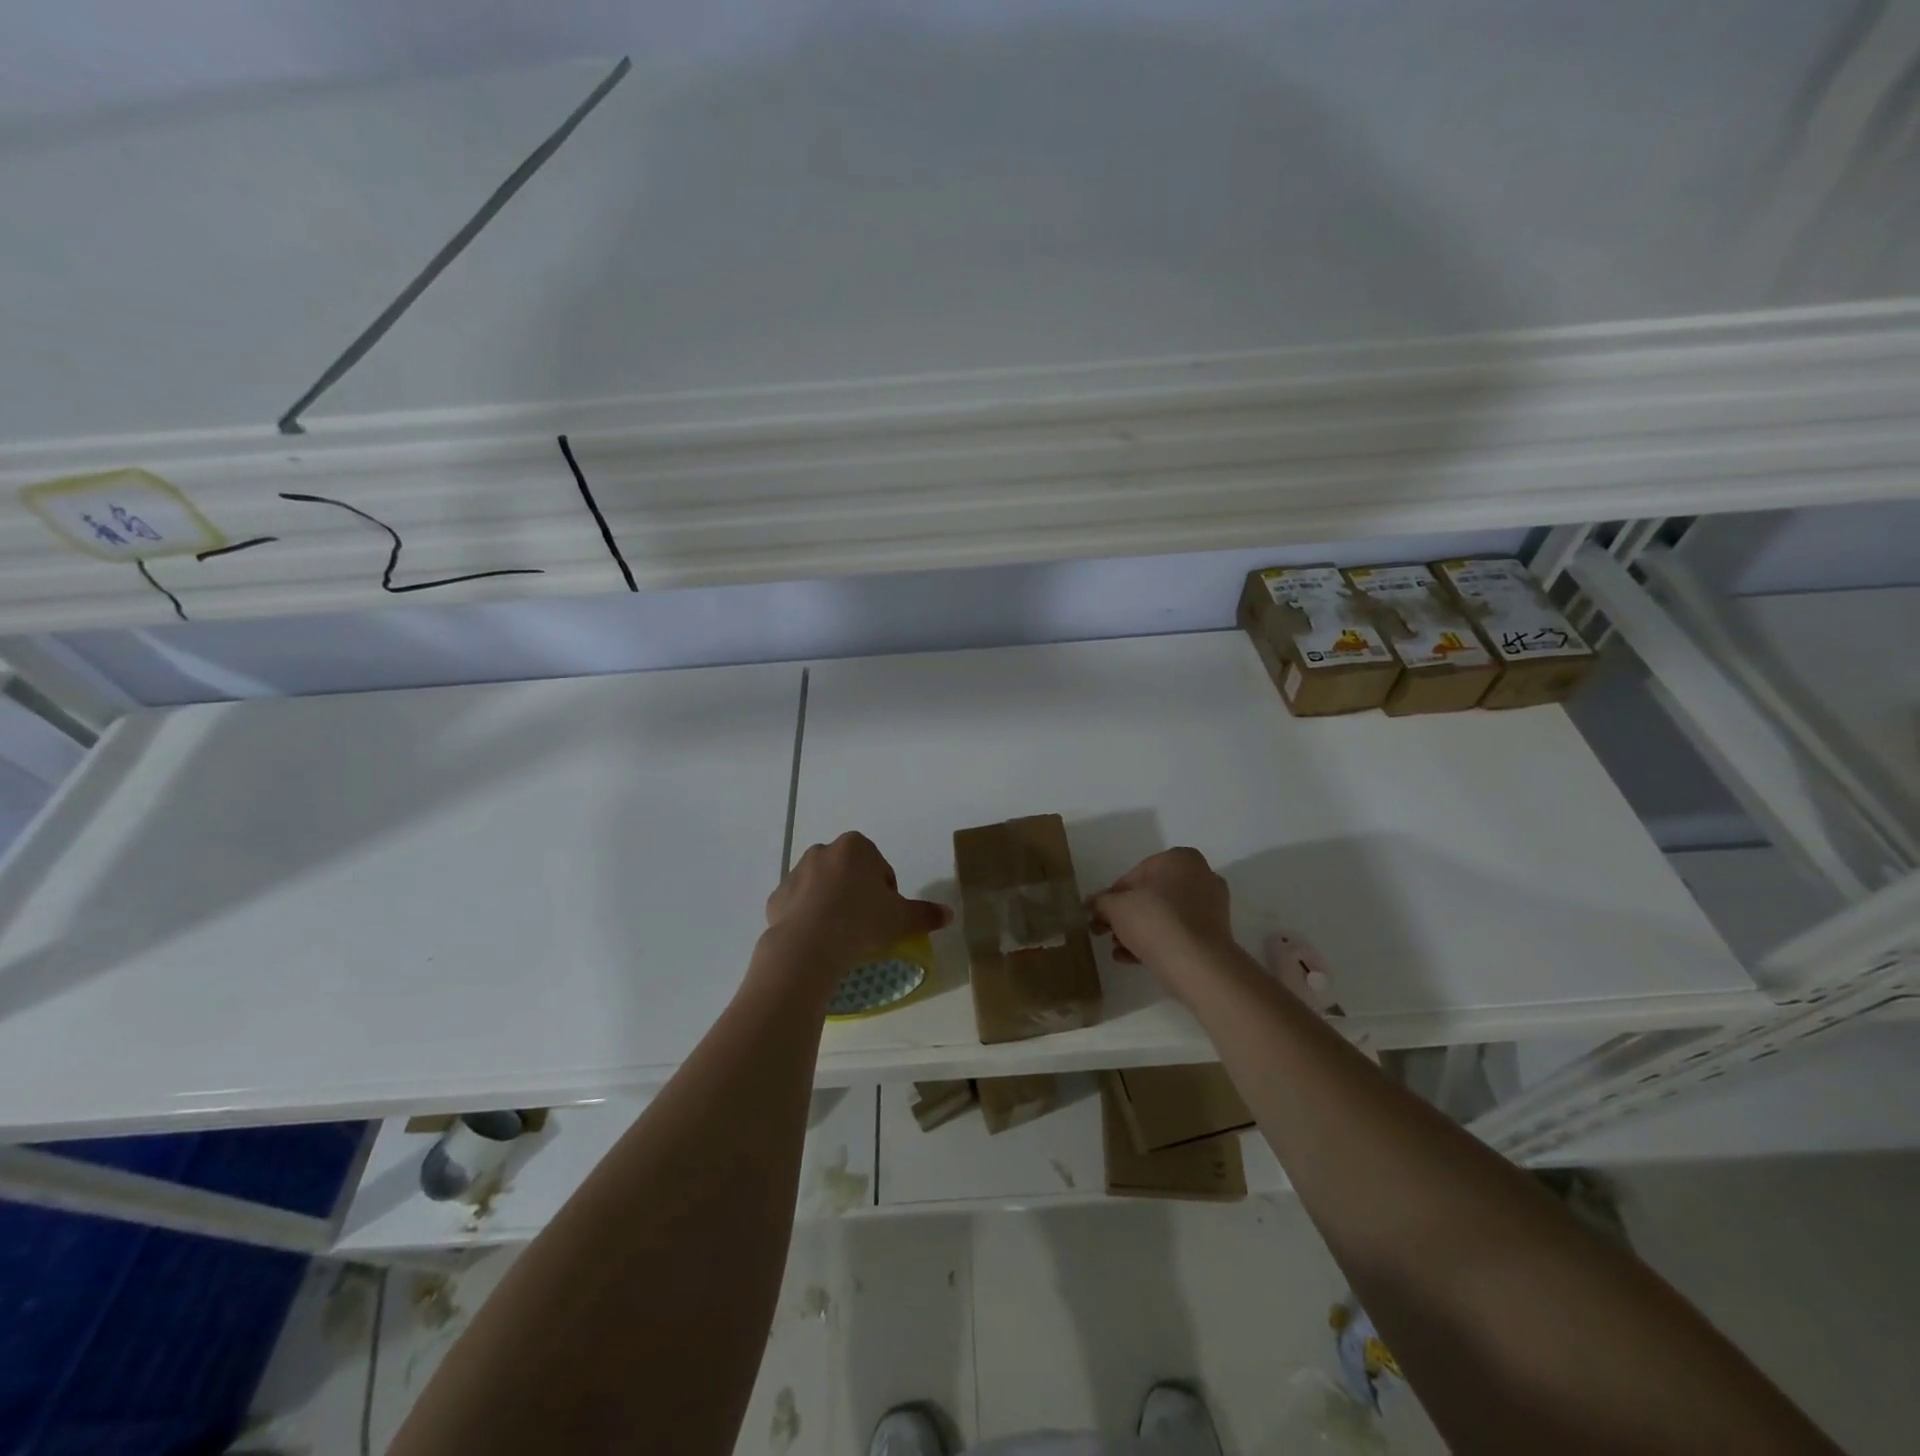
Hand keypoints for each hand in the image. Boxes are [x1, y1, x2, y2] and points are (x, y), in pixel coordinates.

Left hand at [765, 832, 951, 973]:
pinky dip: (808, 918)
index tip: (884, 917)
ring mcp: (796, 872)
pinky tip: (817, 941)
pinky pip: (799, 905)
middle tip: (865, 926)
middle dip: (857, 894)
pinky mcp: (777, 896)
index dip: (886, 893)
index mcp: (856, 847)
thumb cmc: (861, 922)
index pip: (880, 868)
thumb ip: (925, 914)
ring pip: (822, 887)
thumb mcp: (901, 919)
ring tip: (840, 936)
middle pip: (849, 873)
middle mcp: (824, 851)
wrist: (808, 945)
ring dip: (831, 904)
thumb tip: (948, 914)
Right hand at [1088, 848, 1236, 996]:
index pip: (1136, 874)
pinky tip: (1133, 959)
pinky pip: (1178, 933)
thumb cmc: (1155, 921)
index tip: (1102, 914)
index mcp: (1180, 859)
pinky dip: (1156, 942)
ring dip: (1138, 931)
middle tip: (1106, 932)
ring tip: (1118, 950)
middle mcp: (1201, 876)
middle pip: (1151, 895)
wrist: (1196, 964)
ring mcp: (1212, 907)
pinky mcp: (1215, 935)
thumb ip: (1100, 902)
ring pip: (1164, 916)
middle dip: (1127, 915)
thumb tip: (1091, 904)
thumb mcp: (1115, 907)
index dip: (1114, 896)